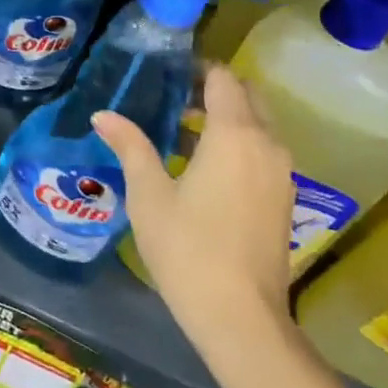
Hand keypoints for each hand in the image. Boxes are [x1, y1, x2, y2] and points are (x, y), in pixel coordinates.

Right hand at [92, 66, 297, 347]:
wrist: (240, 317)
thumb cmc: (187, 248)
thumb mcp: (148, 194)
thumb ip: (130, 146)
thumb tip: (103, 115)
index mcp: (235, 134)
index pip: (223, 79)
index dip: (196, 70)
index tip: (166, 74)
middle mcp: (267, 144)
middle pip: (247, 96)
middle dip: (214, 91)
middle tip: (173, 100)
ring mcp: (282, 172)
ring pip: (258, 125)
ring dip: (226, 119)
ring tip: (181, 133)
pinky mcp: (285, 197)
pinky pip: (263, 151)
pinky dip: (239, 144)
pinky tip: (204, 168)